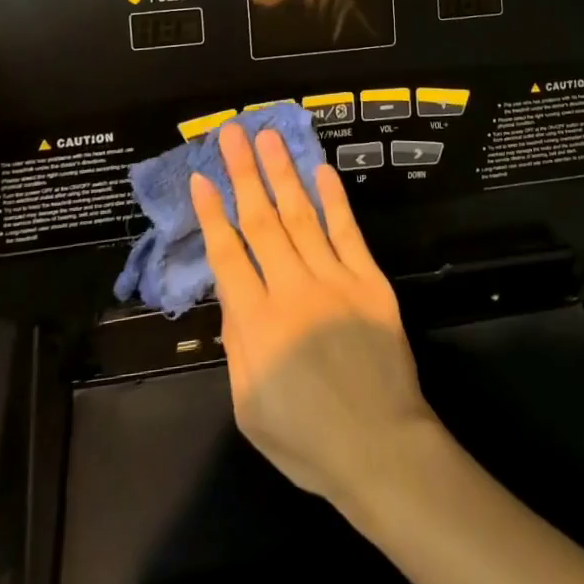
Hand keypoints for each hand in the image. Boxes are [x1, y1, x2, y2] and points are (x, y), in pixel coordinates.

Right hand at [190, 125, 439, 506]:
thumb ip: (236, 347)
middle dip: (243, 174)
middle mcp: (292, 290)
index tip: (201, 178)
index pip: (228, 256)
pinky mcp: (370, 280)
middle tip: (231, 133)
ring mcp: (335, 279)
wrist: (382, 450)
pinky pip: (347, 231)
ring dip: (282, 173)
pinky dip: (333, 199)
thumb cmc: (308, 440)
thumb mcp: (249, 408)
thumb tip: (230, 298)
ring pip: (301, 215)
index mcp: (258, 324)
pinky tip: (320, 169)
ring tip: (268, 137)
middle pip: (261, 222)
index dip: (212, 214)